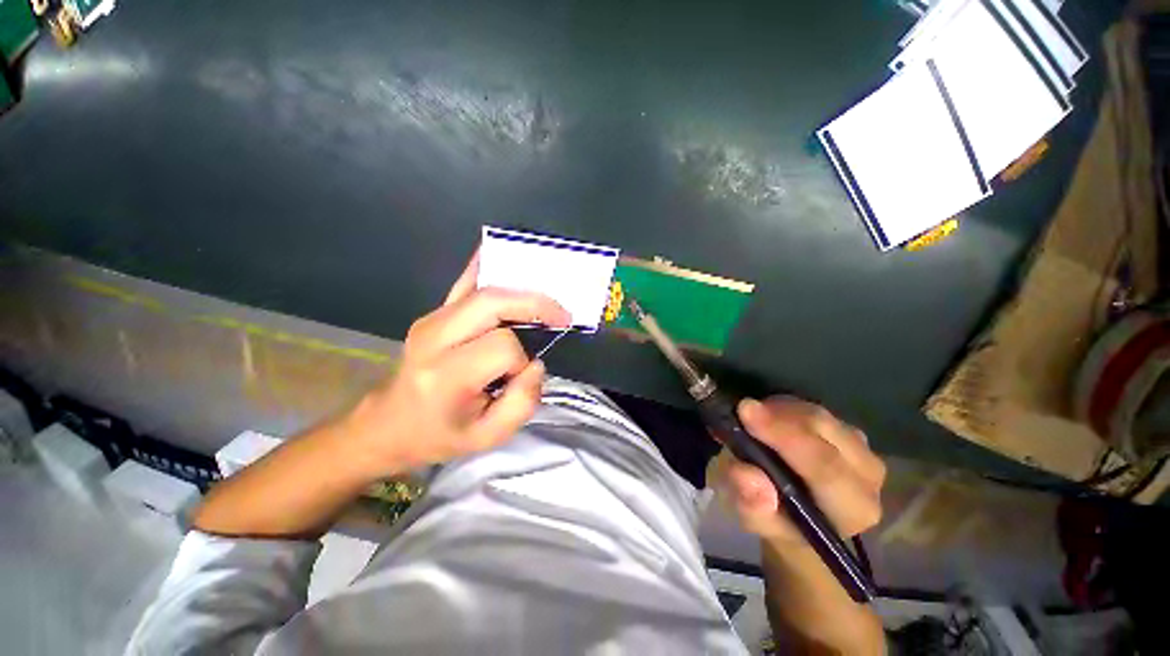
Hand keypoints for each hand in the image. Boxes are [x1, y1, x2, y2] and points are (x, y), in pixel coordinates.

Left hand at [345, 251, 570, 472]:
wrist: (388, 424)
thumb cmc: (440, 435)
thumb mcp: (488, 437)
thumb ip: (523, 402)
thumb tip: (535, 363)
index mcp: (447, 375)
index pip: (502, 347)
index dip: (521, 360)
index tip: (521, 375)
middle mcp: (435, 338)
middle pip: (493, 302)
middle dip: (534, 303)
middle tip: (560, 314)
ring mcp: (432, 320)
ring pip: (483, 288)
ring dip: (520, 289)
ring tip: (546, 299)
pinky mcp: (434, 314)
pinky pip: (464, 282)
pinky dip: (486, 265)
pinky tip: (504, 253)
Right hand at [707, 397, 884, 546]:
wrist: (801, 518)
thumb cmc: (780, 522)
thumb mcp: (756, 522)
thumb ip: (752, 505)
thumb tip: (747, 475)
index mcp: (852, 508)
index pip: (823, 465)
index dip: (784, 436)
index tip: (745, 411)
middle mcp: (868, 476)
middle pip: (822, 428)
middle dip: (777, 415)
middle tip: (741, 410)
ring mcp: (863, 448)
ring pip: (817, 413)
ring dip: (779, 410)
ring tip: (752, 421)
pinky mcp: (850, 432)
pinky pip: (814, 408)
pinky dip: (785, 408)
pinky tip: (768, 418)